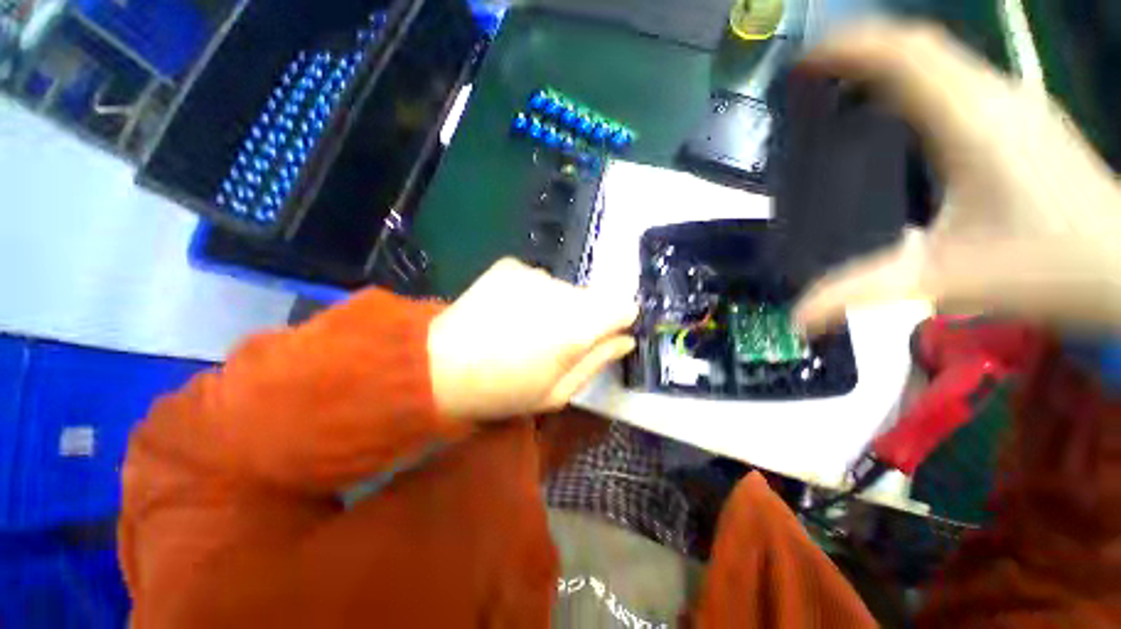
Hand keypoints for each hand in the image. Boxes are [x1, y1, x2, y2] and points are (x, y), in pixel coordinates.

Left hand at [428, 258, 637, 420]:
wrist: (437, 366)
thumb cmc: (503, 391)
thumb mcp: (558, 392)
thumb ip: (597, 361)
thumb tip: (625, 339)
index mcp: (577, 326)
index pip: (624, 307)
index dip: (617, 322)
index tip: (602, 338)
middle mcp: (561, 291)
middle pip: (592, 298)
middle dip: (583, 318)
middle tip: (554, 343)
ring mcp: (533, 273)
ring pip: (564, 289)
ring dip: (555, 306)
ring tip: (526, 329)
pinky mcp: (510, 266)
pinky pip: (536, 280)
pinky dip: (531, 294)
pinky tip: (508, 313)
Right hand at [792, 22, 1120, 334]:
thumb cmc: (1051, 267)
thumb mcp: (945, 281)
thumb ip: (862, 293)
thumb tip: (796, 318)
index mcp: (972, 122)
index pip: (903, 56)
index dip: (850, 48)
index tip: (803, 62)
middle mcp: (992, 97)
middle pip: (919, 46)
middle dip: (861, 48)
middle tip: (813, 72)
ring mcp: (1012, 103)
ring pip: (940, 57)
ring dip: (888, 59)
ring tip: (844, 81)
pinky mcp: (1021, 118)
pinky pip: (957, 76)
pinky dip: (917, 76)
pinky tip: (899, 103)